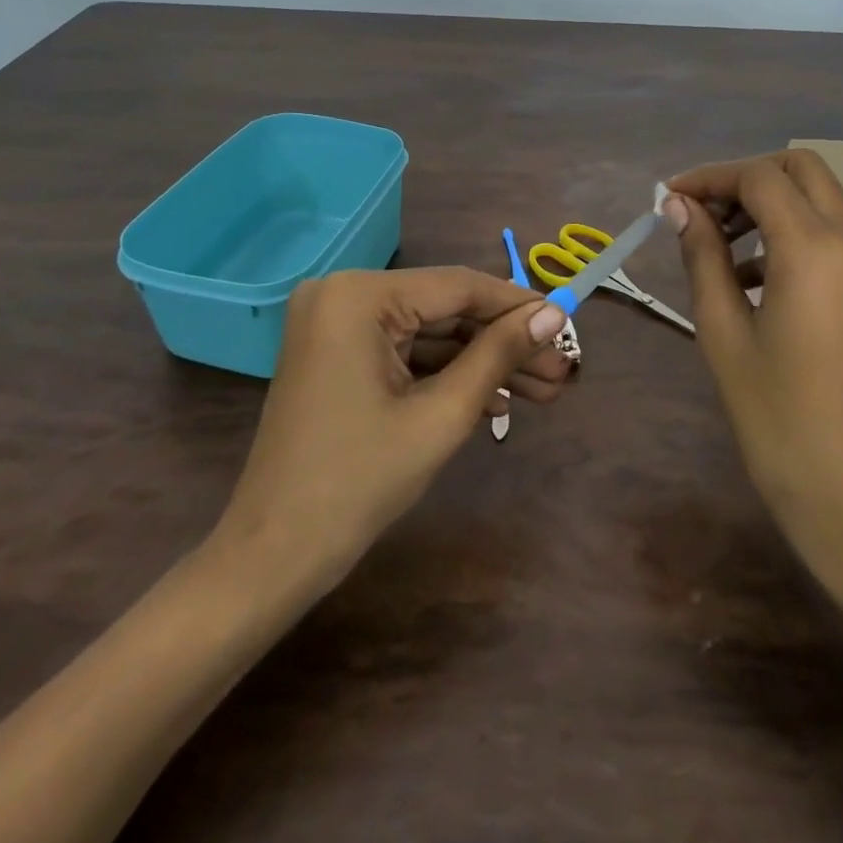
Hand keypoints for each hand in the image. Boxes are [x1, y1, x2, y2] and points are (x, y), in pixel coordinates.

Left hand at [210, 267, 570, 591]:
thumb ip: (498, 355)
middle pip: (445, 310)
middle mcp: (343, 294)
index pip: (458, 286)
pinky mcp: (338, 354)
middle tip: (561, 370)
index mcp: (359, 296)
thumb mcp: (441, 415)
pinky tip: (498, 403)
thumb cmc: (359, 483)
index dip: (518, 306)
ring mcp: (337, 324)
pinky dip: (447, 375)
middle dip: (504, 344)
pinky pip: (404, 352)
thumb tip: (554, 315)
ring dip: (482, 363)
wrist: (274, 556)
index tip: (568, 324)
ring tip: (544, 391)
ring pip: (429, 333)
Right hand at [664, 151, 842, 586]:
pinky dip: (793, 230)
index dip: (709, 177)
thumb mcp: (722, 331)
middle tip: (700, 213)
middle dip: (744, 178)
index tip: (669, 198)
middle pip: (799, 169)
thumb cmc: (774, 417)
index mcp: (815, 251)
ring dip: (769, 203)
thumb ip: (702, 254)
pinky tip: (755, 277)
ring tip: (719, 247)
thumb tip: (677, 205)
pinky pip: (834, 231)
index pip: (759, 178)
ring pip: (819, 196)